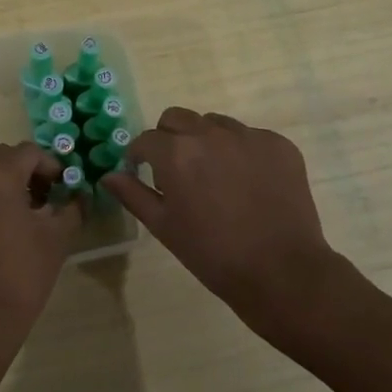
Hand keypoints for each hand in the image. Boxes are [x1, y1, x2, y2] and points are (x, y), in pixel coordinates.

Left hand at [0, 142, 77, 355]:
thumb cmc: (21, 273)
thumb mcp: (57, 239)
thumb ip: (72, 209)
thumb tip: (80, 197)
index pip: (29, 152)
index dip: (52, 166)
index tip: (65, 189)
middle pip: (3, 159)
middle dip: (28, 172)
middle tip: (48, 198)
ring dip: (8, 186)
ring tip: (29, 217)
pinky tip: (5, 233)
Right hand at [103, 108, 351, 336]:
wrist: (282, 273)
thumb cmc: (213, 255)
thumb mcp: (164, 228)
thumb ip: (133, 194)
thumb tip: (108, 175)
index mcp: (176, 152)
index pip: (146, 139)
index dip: (139, 155)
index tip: (141, 170)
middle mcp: (210, 133)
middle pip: (177, 118)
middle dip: (169, 138)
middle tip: (177, 170)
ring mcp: (248, 136)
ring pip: (214, 124)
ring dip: (206, 141)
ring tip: (216, 176)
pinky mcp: (279, 144)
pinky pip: (250, 137)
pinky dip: (242, 152)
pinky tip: (248, 183)